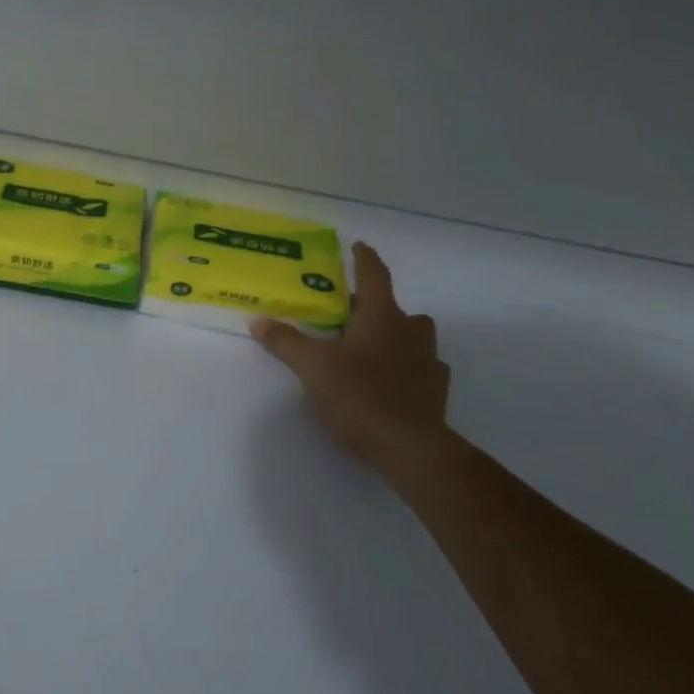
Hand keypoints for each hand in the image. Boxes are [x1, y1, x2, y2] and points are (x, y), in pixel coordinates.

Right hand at [251, 242, 450, 475]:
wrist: (409, 447)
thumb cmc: (359, 396)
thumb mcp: (312, 368)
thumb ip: (285, 342)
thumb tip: (258, 321)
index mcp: (381, 318)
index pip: (374, 276)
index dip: (363, 259)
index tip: (357, 246)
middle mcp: (410, 332)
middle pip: (394, 308)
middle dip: (371, 306)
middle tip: (345, 313)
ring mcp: (428, 360)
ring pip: (412, 335)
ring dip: (393, 334)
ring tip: (367, 347)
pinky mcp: (435, 389)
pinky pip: (421, 366)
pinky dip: (406, 366)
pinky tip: (389, 380)